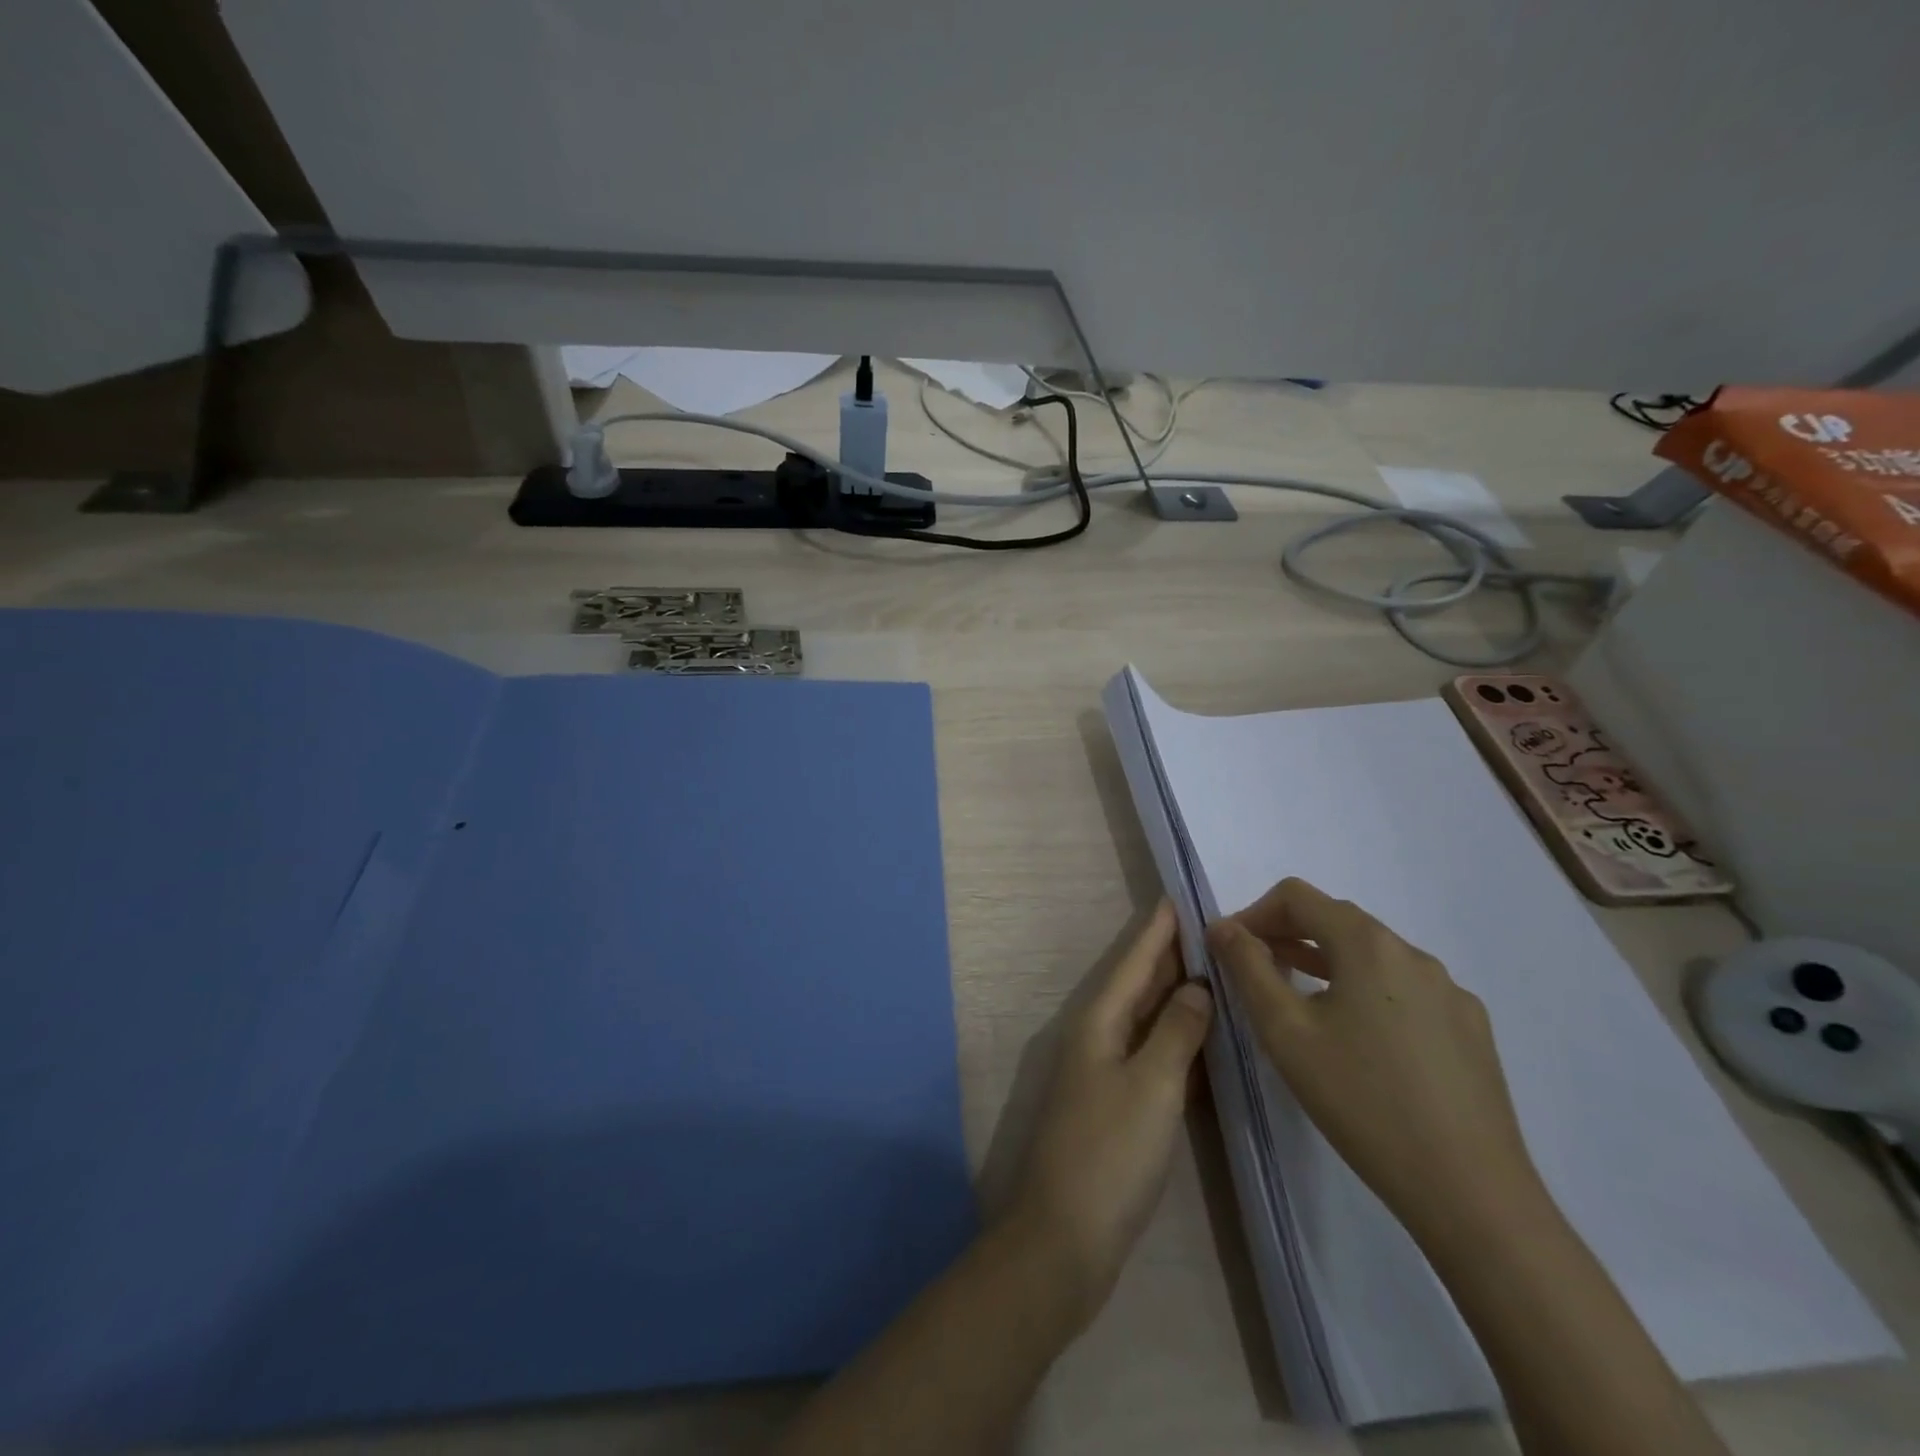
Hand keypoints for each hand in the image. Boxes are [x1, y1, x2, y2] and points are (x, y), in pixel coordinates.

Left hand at [1005, 902, 1213, 1324]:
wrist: (1066, 1236)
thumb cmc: (1110, 1153)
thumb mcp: (1153, 1086)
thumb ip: (1177, 1031)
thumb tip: (1197, 986)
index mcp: (1099, 1021)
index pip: (1134, 960)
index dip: (1158, 929)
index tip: (1181, 896)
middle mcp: (1098, 1036)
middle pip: (1138, 984)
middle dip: (1171, 955)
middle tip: (1213, 929)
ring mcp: (1106, 1071)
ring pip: (1146, 1018)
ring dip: (1176, 994)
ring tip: (1216, 970)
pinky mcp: (1118, 1104)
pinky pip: (1152, 1053)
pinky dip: (1177, 1037)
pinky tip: (1203, 1036)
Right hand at [1206, 879, 1545, 1245]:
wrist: (1471, 1192)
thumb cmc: (1362, 1101)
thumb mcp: (1285, 1031)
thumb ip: (1248, 967)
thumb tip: (1223, 927)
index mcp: (1368, 944)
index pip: (1297, 896)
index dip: (1253, 912)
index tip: (1229, 949)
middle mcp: (1413, 954)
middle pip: (1336, 920)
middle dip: (1286, 935)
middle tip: (1254, 972)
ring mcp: (1450, 992)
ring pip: (1371, 956)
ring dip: (1324, 962)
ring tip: (1296, 999)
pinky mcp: (1470, 1029)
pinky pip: (1404, 989)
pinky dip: (1365, 991)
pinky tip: (1358, 1039)